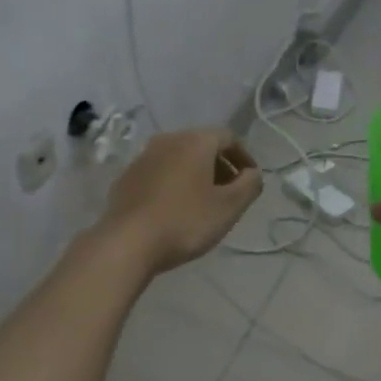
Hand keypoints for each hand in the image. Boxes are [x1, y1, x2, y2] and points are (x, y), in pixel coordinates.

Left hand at [100, 127, 261, 275]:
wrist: (128, 242)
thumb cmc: (186, 221)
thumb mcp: (229, 207)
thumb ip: (250, 185)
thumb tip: (253, 173)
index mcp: (195, 141)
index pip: (228, 138)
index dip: (244, 158)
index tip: (251, 180)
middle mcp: (168, 140)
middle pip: (201, 145)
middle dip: (220, 166)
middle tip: (230, 193)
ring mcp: (143, 158)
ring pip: (178, 159)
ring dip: (196, 175)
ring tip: (203, 202)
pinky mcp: (126, 178)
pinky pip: (159, 173)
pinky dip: (173, 184)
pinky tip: (175, 209)